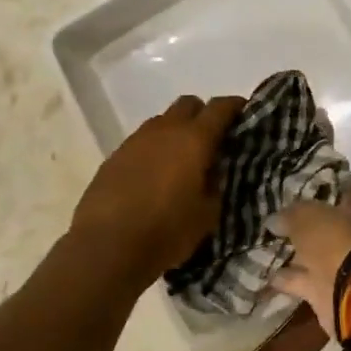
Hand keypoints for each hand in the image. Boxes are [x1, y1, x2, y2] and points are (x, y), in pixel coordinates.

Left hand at [71, 94, 243, 286]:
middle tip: (212, 140)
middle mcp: (165, 130)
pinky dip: (154, 149)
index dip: (235, 107)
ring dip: (176, 132)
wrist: (106, 246)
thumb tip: (214, 170)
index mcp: (194, 139)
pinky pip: (142, 141)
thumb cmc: (166, 231)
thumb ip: (216, 185)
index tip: (244, 114)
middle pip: (189, 104)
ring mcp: (136, 140)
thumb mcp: (207, 214)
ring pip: (163, 121)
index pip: (221, 108)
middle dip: (203, 115)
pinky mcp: (115, 155)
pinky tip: (154, 176)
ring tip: (181, 161)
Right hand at [270, 182, 350, 337]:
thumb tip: (274, 219)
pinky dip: (287, 278)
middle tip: (277, 215)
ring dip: (294, 252)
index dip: (321, 184)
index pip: (343, 187)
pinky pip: (303, 279)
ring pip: (315, 253)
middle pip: (328, 222)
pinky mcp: (331, 288)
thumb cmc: (338, 241)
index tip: (298, 183)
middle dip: (305, 222)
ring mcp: (345, 263)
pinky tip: (265, 273)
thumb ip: (290, 214)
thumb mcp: (308, 217)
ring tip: (265, 243)